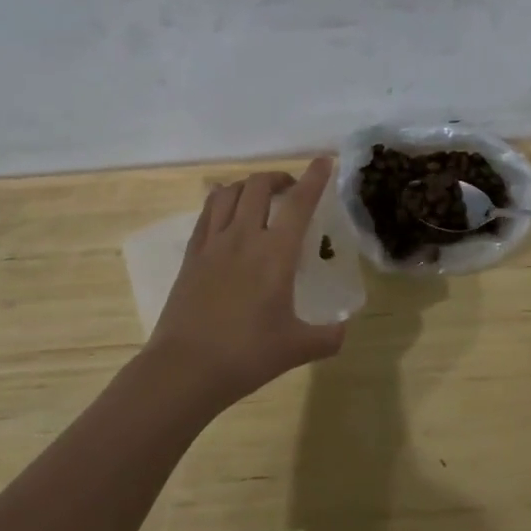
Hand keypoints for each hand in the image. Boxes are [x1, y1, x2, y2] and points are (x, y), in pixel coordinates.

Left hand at [146, 156, 347, 408]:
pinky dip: (220, 201)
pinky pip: (206, 213)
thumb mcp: (297, 348)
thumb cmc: (246, 355)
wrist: (185, 368)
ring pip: (229, 193)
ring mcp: (212, 243)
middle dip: (278, 178)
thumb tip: (344, 329)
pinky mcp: (191, 255)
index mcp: (276, 254)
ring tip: (259, 198)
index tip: (324, 161)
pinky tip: (226, 212)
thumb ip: (328, 336)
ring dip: (248, 186)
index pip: (299, 203)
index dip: (314, 178)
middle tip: (290, 191)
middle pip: (258, 186)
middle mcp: (244, 237)